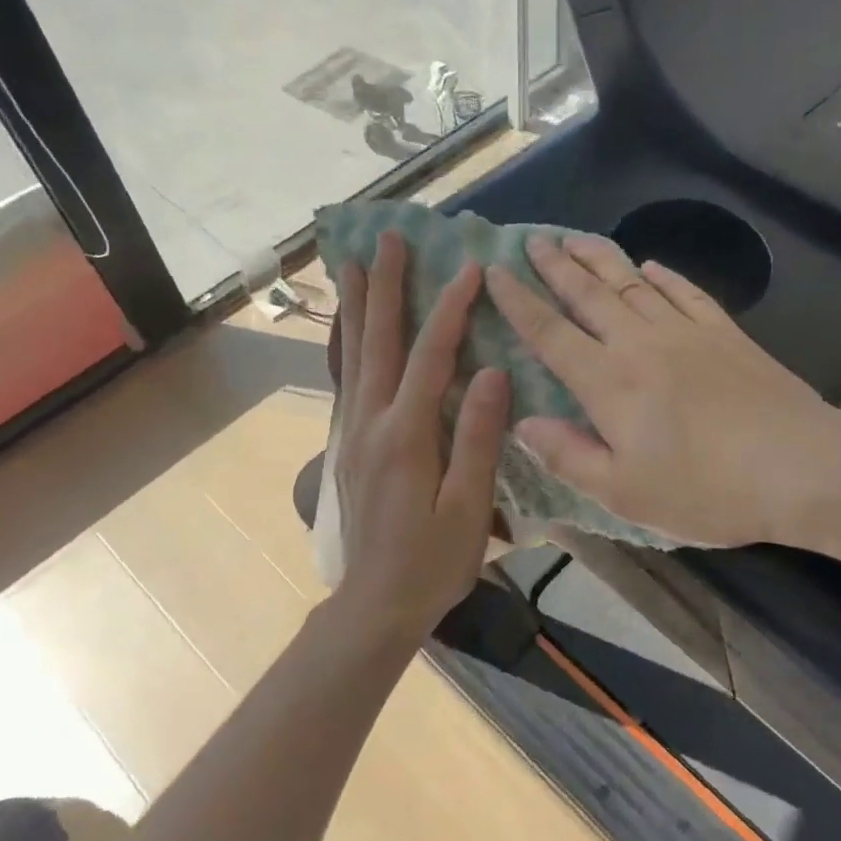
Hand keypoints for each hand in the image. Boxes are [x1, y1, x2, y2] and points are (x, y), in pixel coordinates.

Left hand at [329, 231, 510, 643]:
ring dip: (357, 306)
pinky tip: (350, 329)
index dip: (449, 309)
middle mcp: (372, 423)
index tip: (468, 268)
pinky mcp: (348, 445)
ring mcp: (354, 432)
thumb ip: (478, 437)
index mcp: (407, 435)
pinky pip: (347, 380)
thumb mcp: (468, 506)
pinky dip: (347, 344)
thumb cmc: (433, 561)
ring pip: (353, 355)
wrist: (376, 602)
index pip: (431, 356)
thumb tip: (494, 374)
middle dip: (384, 286)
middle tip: (384, 238)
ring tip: (354, 264)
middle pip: (378, 342)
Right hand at [485, 234, 840, 548]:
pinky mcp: (725, 333)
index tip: (494, 272)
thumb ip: (568, 456)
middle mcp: (640, 343)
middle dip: (555, 265)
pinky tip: (650, 265)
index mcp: (609, 383)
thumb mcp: (624, 492)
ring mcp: (686, 331)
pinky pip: (684, 291)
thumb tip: (523, 422)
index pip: (550, 333)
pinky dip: (662, 275)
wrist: (802, 467)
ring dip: (599, 258)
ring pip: (631, 282)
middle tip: (532, 239)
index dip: (518, 301)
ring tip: (575, 237)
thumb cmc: (706, 489)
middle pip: (588, 294)